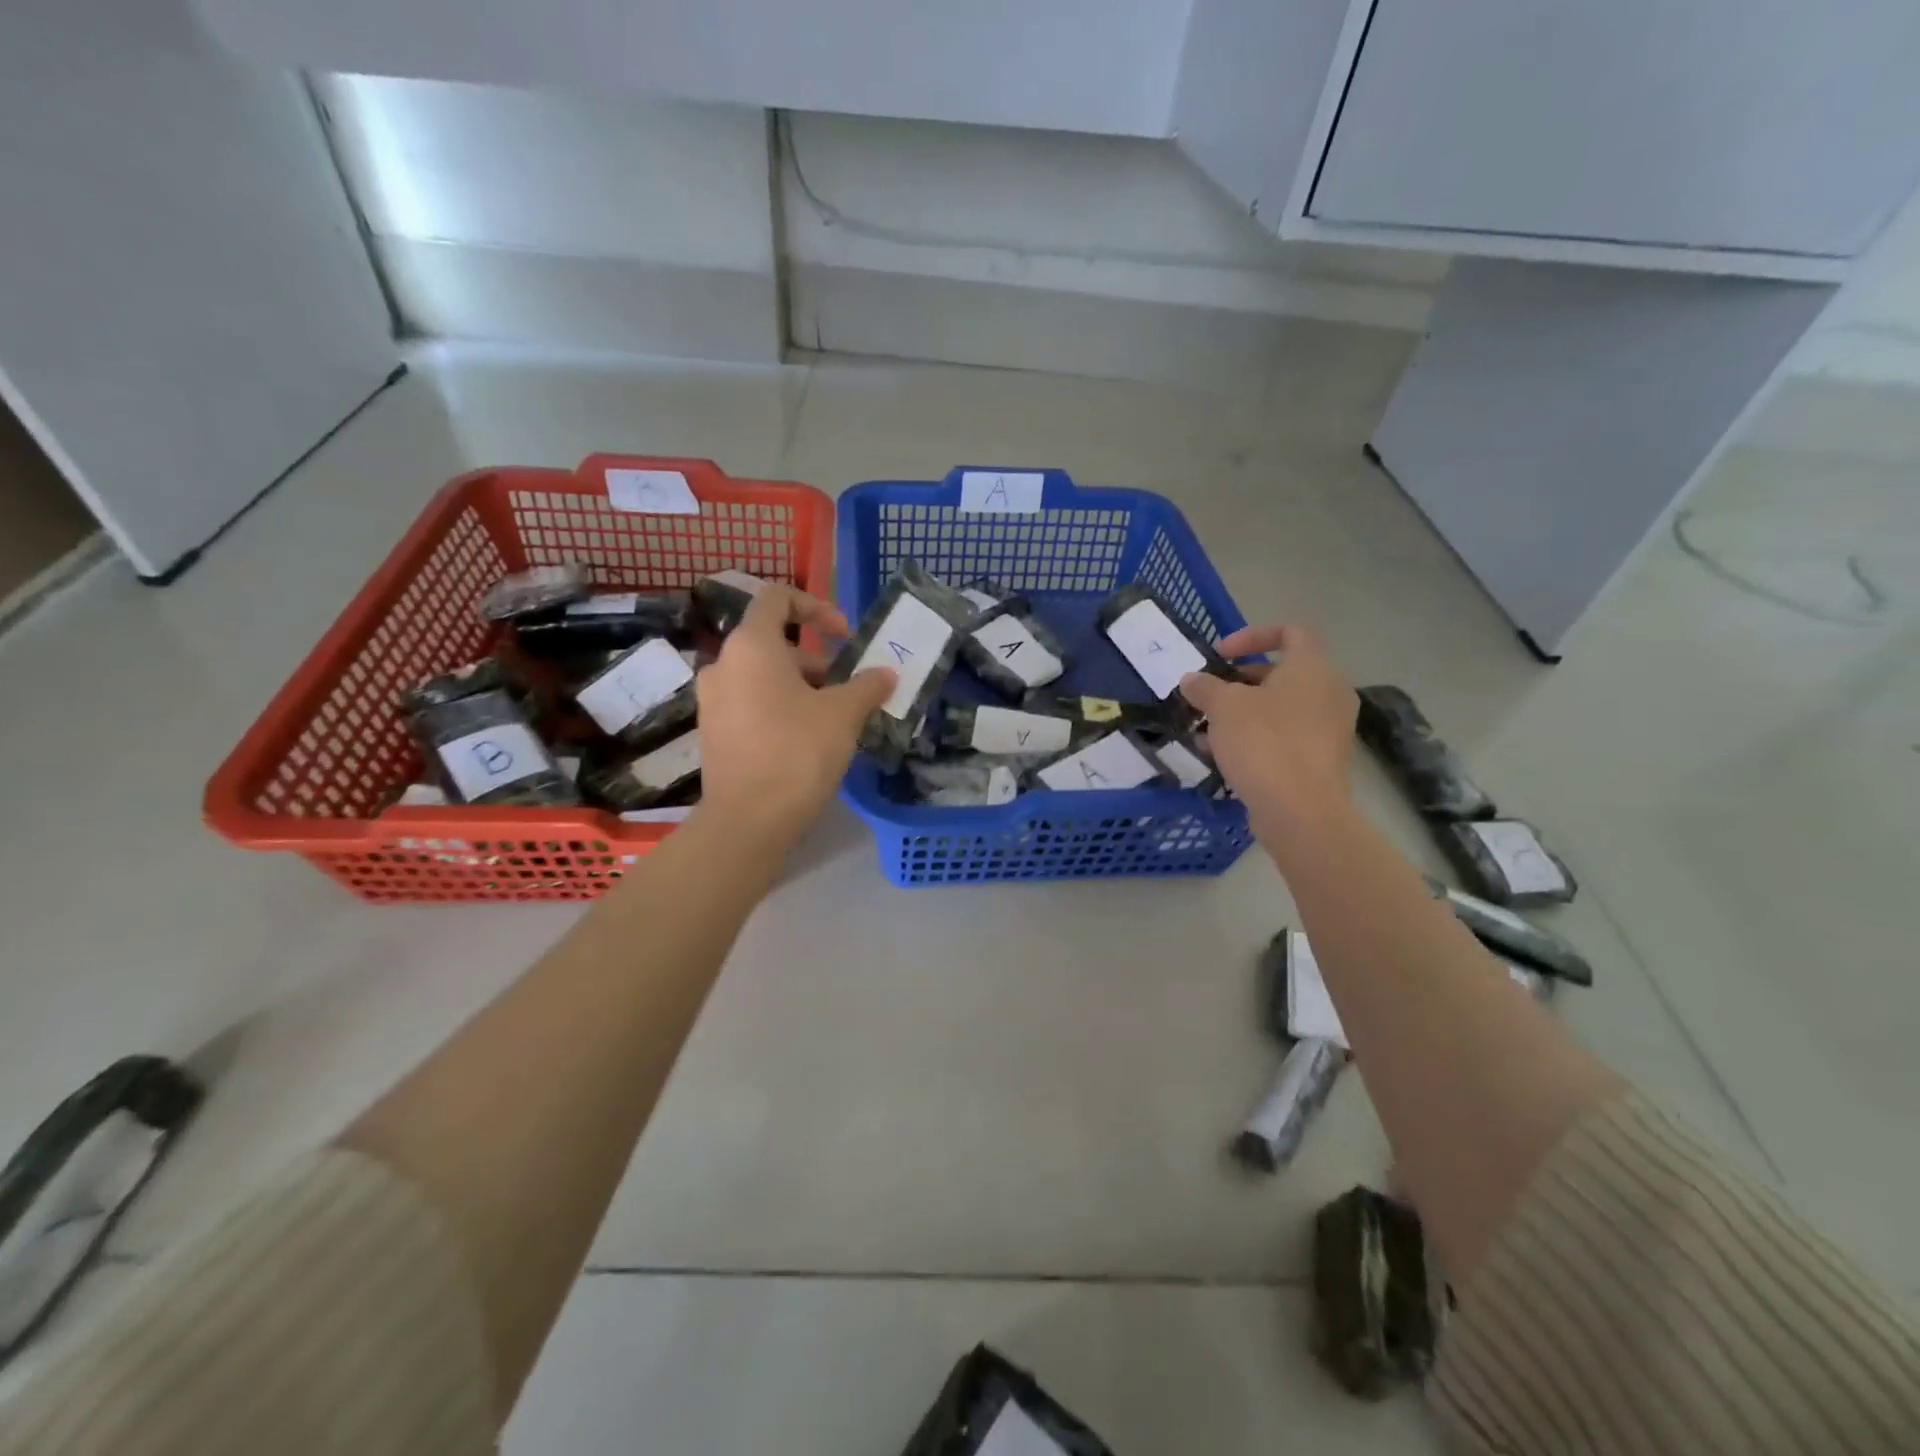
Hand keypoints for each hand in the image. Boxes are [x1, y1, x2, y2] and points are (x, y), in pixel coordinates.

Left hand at [694, 585, 894, 847]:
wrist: (748, 820)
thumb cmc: (798, 752)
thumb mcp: (843, 714)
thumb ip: (867, 686)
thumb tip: (886, 674)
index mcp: (751, 645)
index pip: (777, 598)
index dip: (816, 607)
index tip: (845, 636)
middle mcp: (723, 664)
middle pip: (774, 644)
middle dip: (817, 662)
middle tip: (848, 691)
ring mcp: (713, 700)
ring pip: (763, 677)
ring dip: (801, 688)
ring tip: (833, 721)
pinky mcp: (713, 732)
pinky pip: (750, 704)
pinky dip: (780, 709)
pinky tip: (806, 742)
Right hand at [1177, 624, 1357, 846]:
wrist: (1300, 810)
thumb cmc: (1263, 742)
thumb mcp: (1223, 707)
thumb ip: (1205, 687)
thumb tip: (1191, 679)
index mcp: (1312, 667)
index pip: (1290, 631)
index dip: (1252, 635)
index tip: (1221, 655)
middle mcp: (1329, 691)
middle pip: (1282, 672)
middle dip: (1239, 681)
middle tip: (1209, 696)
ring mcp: (1329, 727)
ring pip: (1280, 707)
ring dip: (1243, 713)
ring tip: (1206, 731)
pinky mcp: (1322, 758)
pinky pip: (1286, 735)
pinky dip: (1257, 737)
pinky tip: (1222, 757)